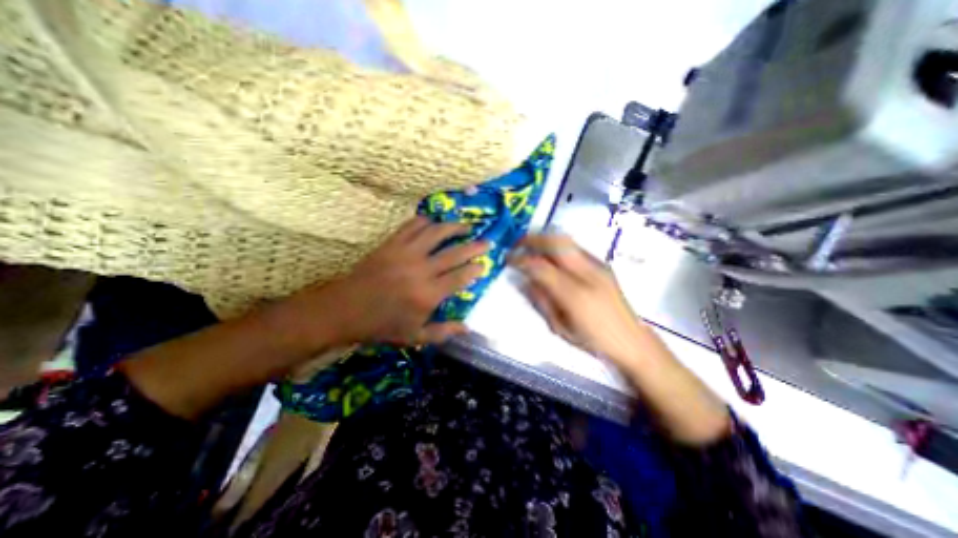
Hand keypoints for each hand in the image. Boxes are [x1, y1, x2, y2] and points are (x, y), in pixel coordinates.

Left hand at [295, 217, 490, 345]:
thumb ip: (443, 332)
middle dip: (474, 246)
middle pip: (454, 252)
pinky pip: (412, 225)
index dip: (475, 269)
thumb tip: (467, 327)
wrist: (345, 310)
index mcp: (428, 294)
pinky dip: (426, 221)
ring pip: (436, 232)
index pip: (460, 277)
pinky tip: (434, 223)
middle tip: (487, 242)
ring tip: (465, 226)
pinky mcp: (391, 244)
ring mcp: (405, 253)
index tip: (484, 264)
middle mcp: (421, 270)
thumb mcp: (415, 337)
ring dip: (454, 227)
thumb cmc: (381, 326)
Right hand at [514, 236, 731, 445]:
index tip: (508, 259)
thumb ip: (541, 300)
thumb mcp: (560, 327)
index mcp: (574, 295)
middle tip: (517, 243)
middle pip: (556, 243)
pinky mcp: (603, 265)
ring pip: (567, 241)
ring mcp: (598, 266)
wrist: (632, 340)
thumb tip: (527, 280)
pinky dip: (558, 245)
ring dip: (545, 239)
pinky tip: (551, 255)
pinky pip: (575, 248)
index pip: (540, 267)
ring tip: (531, 244)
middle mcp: (587, 273)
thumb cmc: (593, 340)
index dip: (520, 260)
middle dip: (533, 239)